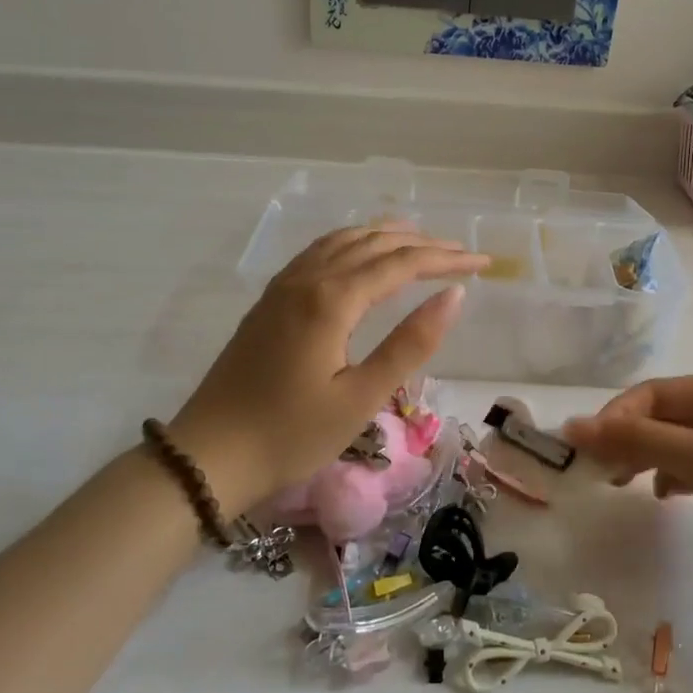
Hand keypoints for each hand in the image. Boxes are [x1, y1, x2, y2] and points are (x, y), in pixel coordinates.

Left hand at [169, 226, 486, 513]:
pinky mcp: (270, 301)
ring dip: (386, 236)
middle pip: (374, 244)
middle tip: (462, 253)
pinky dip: (352, 243)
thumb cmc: (291, 434)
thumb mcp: (361, 398)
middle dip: (422, 244)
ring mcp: (283, 287)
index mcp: (332, 300)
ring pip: (343, 241)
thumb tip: (454, 296)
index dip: (446, 260)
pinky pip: (320, 252)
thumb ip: (410, 344)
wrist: (209, 455)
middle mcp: (307, 279)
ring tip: (420, 240)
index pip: (401, 264)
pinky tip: (361, 254)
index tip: (483, 263)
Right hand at [562, 373, 692, 603]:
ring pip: (674, 446)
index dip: (616, 418)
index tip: (585, 451)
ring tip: (620, 483)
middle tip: (598, 472)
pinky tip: (662, 496)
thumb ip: (639, 441)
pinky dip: (671, 479)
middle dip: (627, 439)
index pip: (653, 394)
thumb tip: (572, 425)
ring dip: (645, 459)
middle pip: (662, 418)